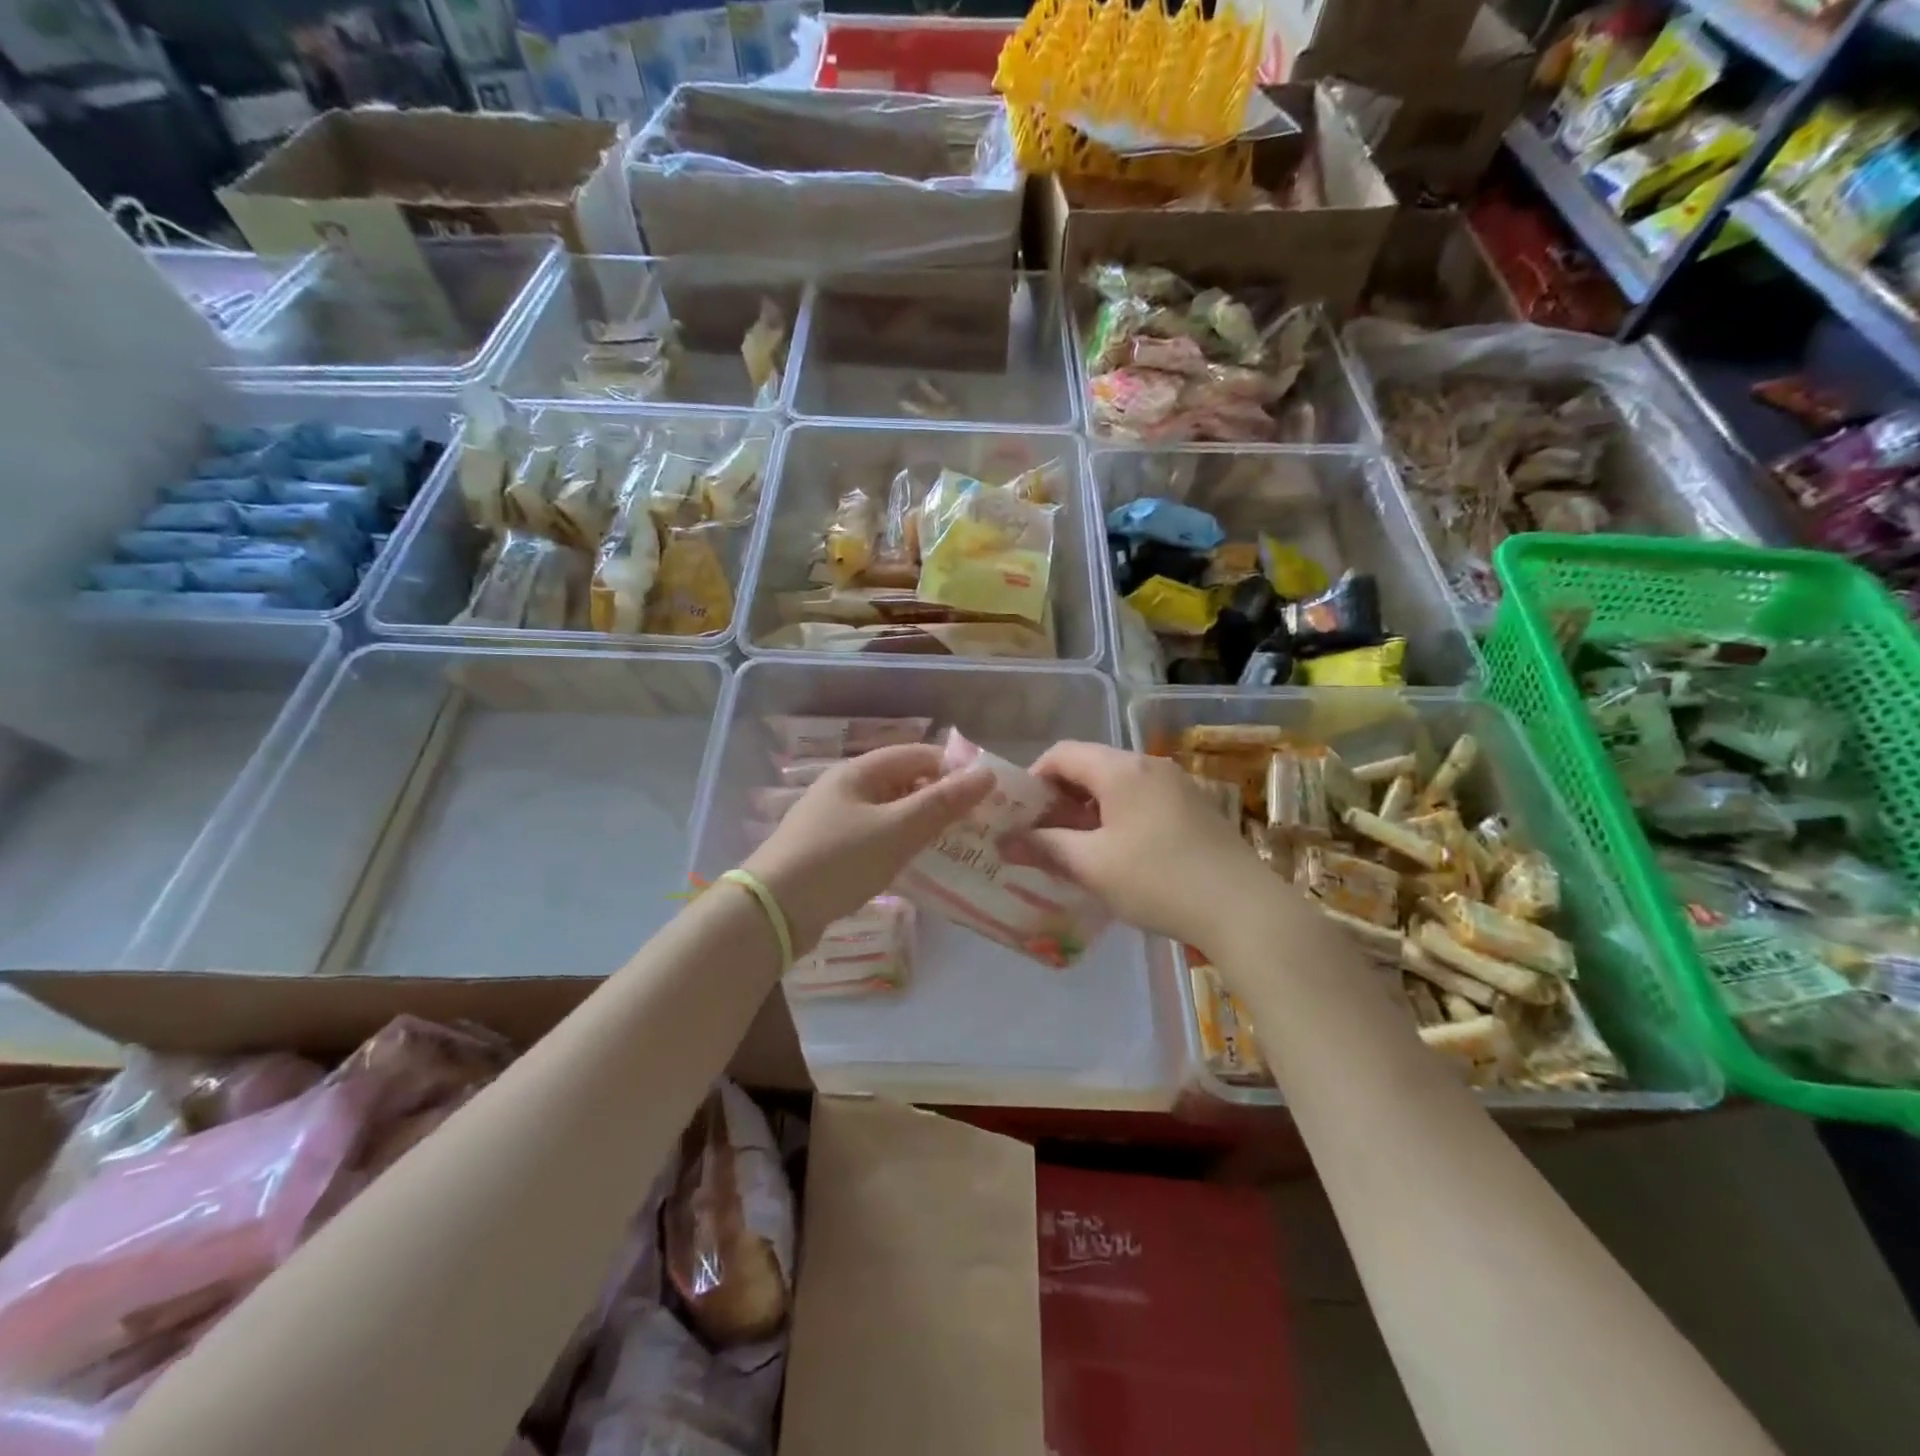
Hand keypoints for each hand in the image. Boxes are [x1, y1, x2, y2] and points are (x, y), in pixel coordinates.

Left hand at [742, 743, 993, 951]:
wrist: (773, 912)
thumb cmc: (838, 861)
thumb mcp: (896, 831)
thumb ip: (942, 803)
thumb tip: (986, 774)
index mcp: (858, 772)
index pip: (917, 754)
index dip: (954, 769)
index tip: (987, 795)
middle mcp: (846, 788)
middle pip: (904, 782)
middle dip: (941, 799)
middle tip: (977, 825)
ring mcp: (835, 819)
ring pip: (891, 812)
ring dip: (922, 824)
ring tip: (956, 846)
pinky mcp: (830, 850)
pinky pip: (876, 837)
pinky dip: (900, 844)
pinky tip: (917, 865)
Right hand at [1010, 741, 1272, 950]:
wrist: (1243, 909)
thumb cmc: (1158, 880)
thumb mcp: (1093, 866)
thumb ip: (1046, 847)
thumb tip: (1005, 842)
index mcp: (1121, 769)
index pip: (1062, 754)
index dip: (1033, 778)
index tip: (1020, 814)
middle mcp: (1149, 766)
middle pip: (1090, 766)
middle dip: (1059, 797)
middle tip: (1041, 835)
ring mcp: (1176, 785)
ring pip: (1117, 785)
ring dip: (1088, 809)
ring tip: (1074, 848)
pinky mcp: (1194, 808)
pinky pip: (1141, 800)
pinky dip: (1117, 817)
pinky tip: (1115, 854)